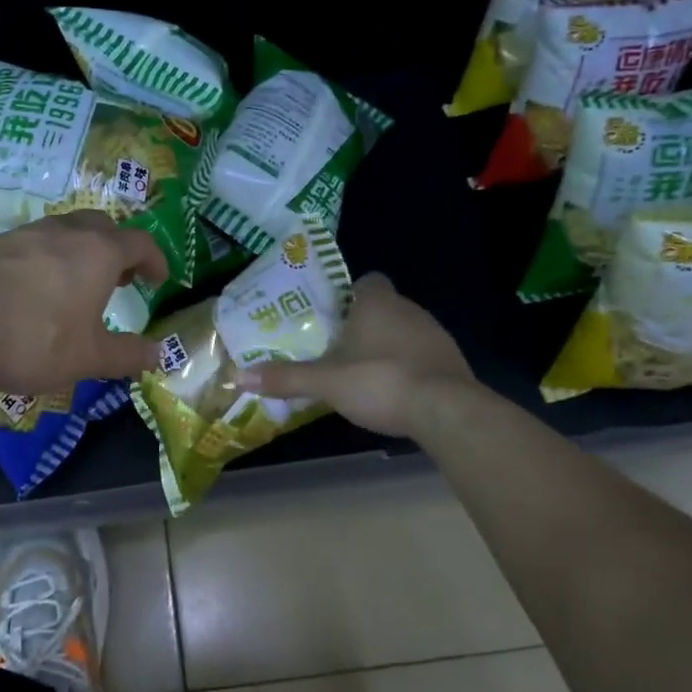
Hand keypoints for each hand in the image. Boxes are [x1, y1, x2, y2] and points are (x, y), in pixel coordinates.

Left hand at [0, 211, 168, 393]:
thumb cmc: (33, 339)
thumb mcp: (88, 357)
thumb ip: (128, 355)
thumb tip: (159, 355)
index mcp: (98, 251)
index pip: (139, 242)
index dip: (155, 259)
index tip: (159, 279)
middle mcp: (64, 232)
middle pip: (102, 226)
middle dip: (117, 248)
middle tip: (120, 278)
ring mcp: (24, 234)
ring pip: (64, 230)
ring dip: (81, 251)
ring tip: (78, 285)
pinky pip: (32, 244)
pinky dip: (47, 260)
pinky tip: (34, 291)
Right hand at [234, 273, 477, 438]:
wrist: (446, 410)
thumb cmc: (381, 380)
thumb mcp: (326, 382)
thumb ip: (286, 378)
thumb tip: (240, 376)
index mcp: (378, 303)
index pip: (367, 281)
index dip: (349, 294)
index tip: (332, 315)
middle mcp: (410, 309)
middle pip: (383, 307)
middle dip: (362, 324)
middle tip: (336, 347)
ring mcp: (435, 335)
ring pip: (404, 331)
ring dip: (386, 346)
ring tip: (361, 372)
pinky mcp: (451, 361)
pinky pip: (421, 355)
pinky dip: (406, 367)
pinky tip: (392, 391)